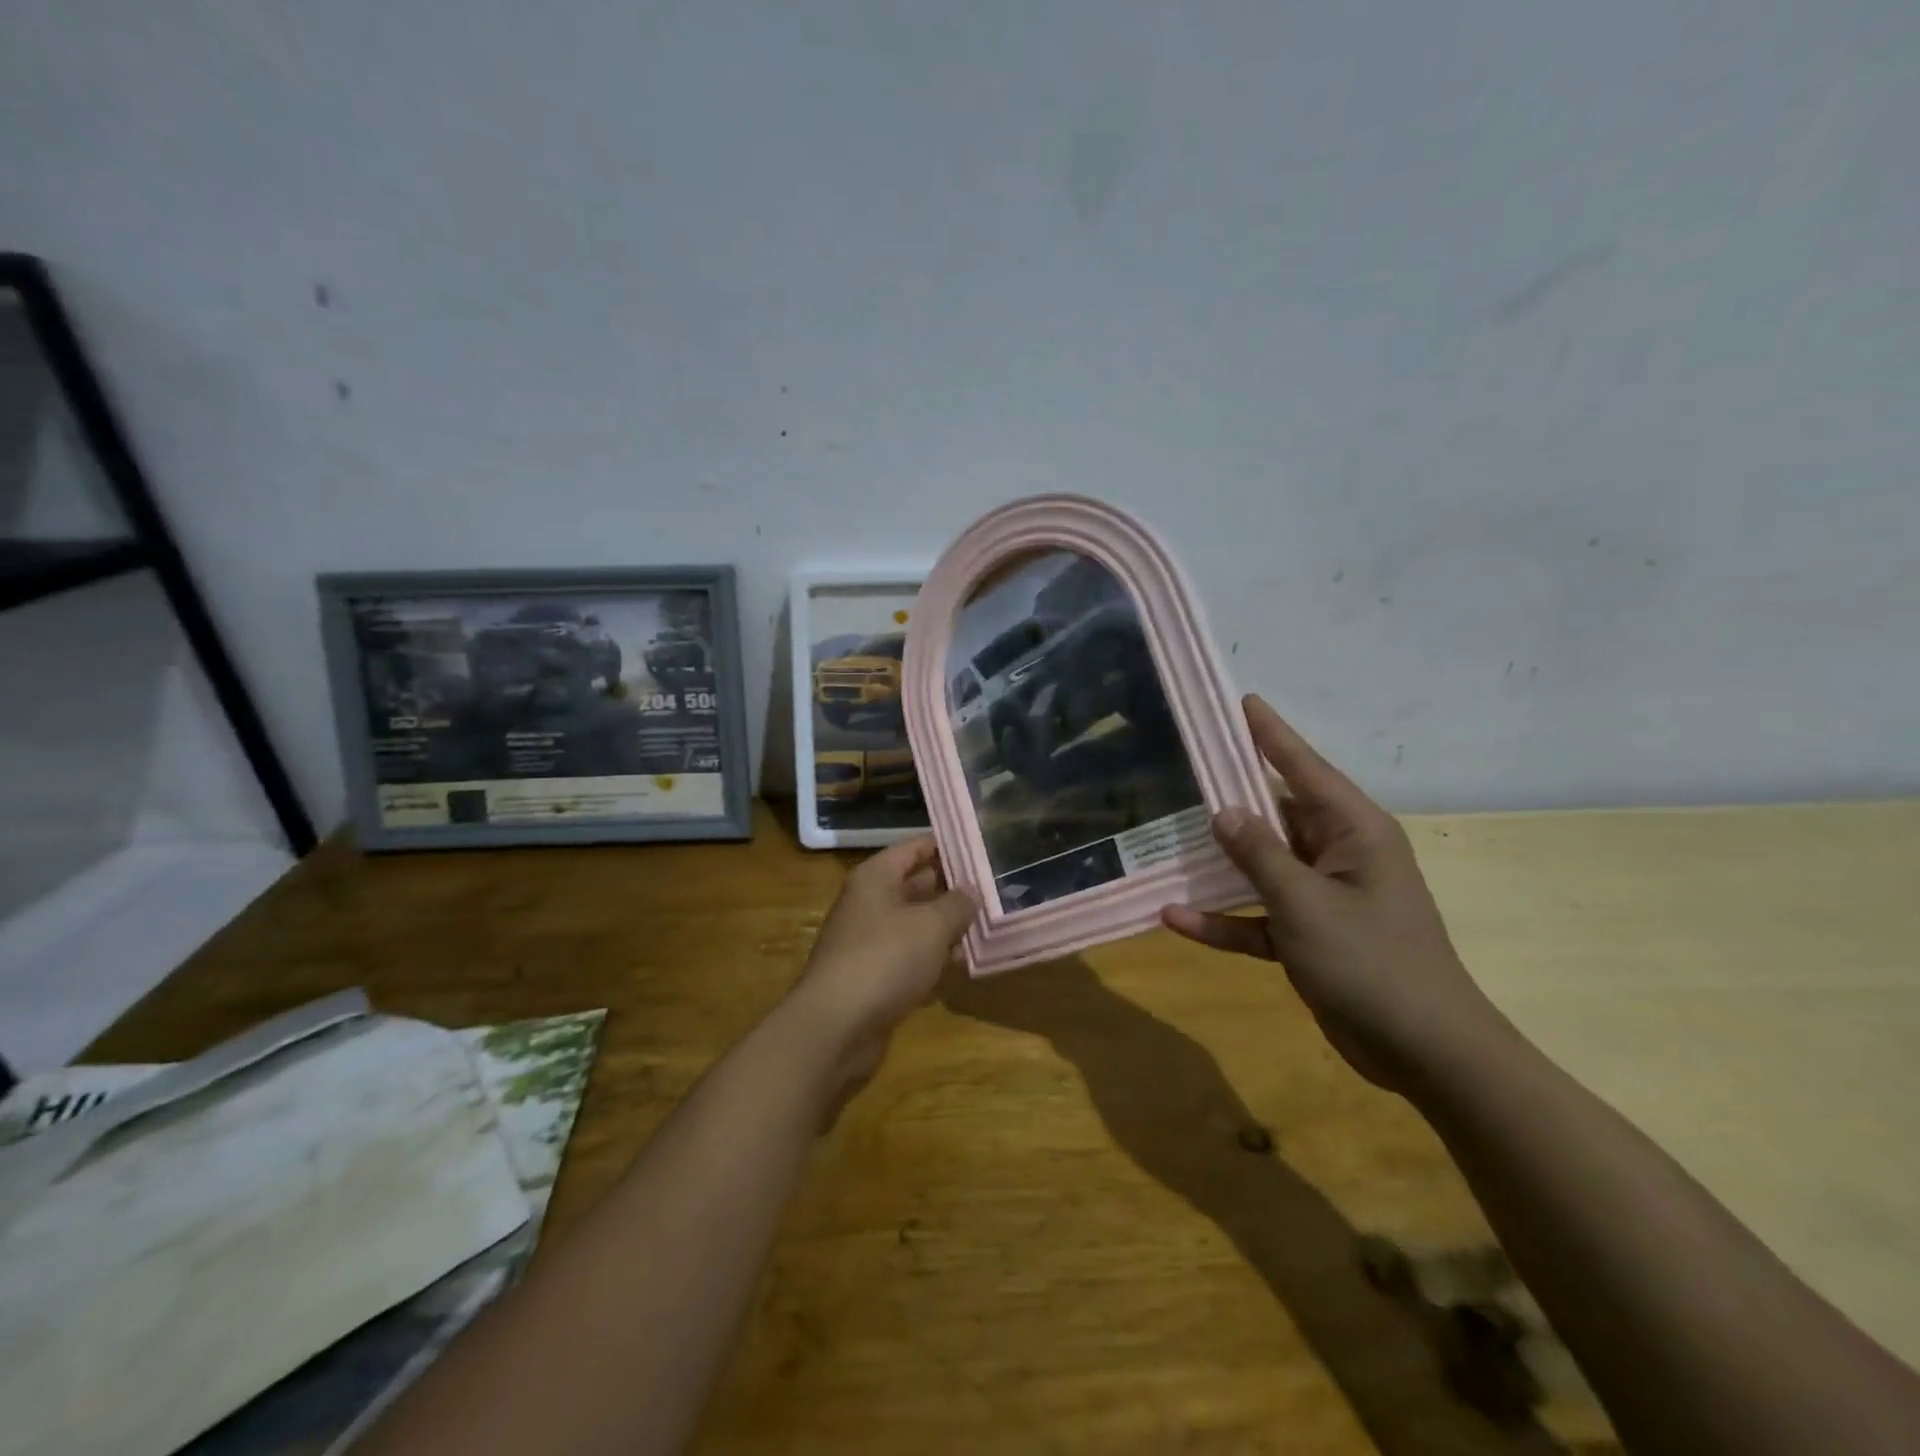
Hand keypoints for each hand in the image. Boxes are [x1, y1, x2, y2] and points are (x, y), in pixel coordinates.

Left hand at [789, 836, 976, 1069]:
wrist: (835, 1028)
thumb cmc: (884, 959)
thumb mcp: (931, 925)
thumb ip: (957, 904)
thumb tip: (971, 890)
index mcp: (876, 878)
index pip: (915, 847)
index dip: (948, 846)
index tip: (984, 848)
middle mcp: (870, 904)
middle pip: (917, 886)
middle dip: (954, 890)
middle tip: (996, 889)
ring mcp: (870, 942)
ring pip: (917, 925)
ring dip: (948, 928)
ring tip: (990, 928)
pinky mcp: (874, 978)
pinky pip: (911, 959)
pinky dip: (935, 960)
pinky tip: (965, 966)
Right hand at [1162, 696, 1510, 1090]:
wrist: (1424, 1052)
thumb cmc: (1371, 962)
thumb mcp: (1305, 903)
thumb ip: (1260, 854)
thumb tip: (1224, 811)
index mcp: (1354, 831)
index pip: (1304, 767)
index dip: (1270, 734)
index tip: (1242, 702)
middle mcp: (1339, 854)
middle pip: (1276, 814)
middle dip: (1232, 799)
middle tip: (1184, 771)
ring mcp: (1323, 896)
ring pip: (1262, 865)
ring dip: (1220, 864)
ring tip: (1169, 841)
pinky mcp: (1309, 935)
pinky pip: (1258, 915)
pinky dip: (1223, 918)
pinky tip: (1175, 918)